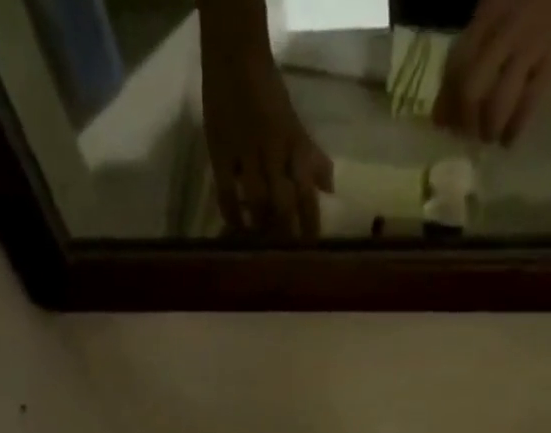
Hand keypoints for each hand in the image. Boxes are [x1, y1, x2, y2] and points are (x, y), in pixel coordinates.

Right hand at [201, 43, 332, 236]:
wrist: (235, 57)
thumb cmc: (269, 95)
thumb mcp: (296, 126)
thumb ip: (312, 158)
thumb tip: (330, 190)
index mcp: (294, 145)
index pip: (308, 193)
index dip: (311, 224)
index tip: (312, 249)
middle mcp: (273, 151)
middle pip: (283, 203)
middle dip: (286, 232)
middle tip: (287, 257)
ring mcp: (246, 152)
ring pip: (257, 202)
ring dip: (261, 227)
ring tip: (263, 247)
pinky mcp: (220, 152)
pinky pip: (227, 193)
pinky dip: (233, 216)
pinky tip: (238, 231)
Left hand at [433, 0, 550, 145]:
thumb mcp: (499, 4)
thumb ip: (477, 41)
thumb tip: (450, 97)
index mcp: (487, 14)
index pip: (455, 65)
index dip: (445, 101)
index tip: (443, 123)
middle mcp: (504, 31)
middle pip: (470, 90)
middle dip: (464, 121)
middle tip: (468, 135)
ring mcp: (530, 48)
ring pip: (496, 104)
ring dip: (488, 130)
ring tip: (491, 137)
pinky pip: (527, 107)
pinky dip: (513, 130)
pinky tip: (509, 139)